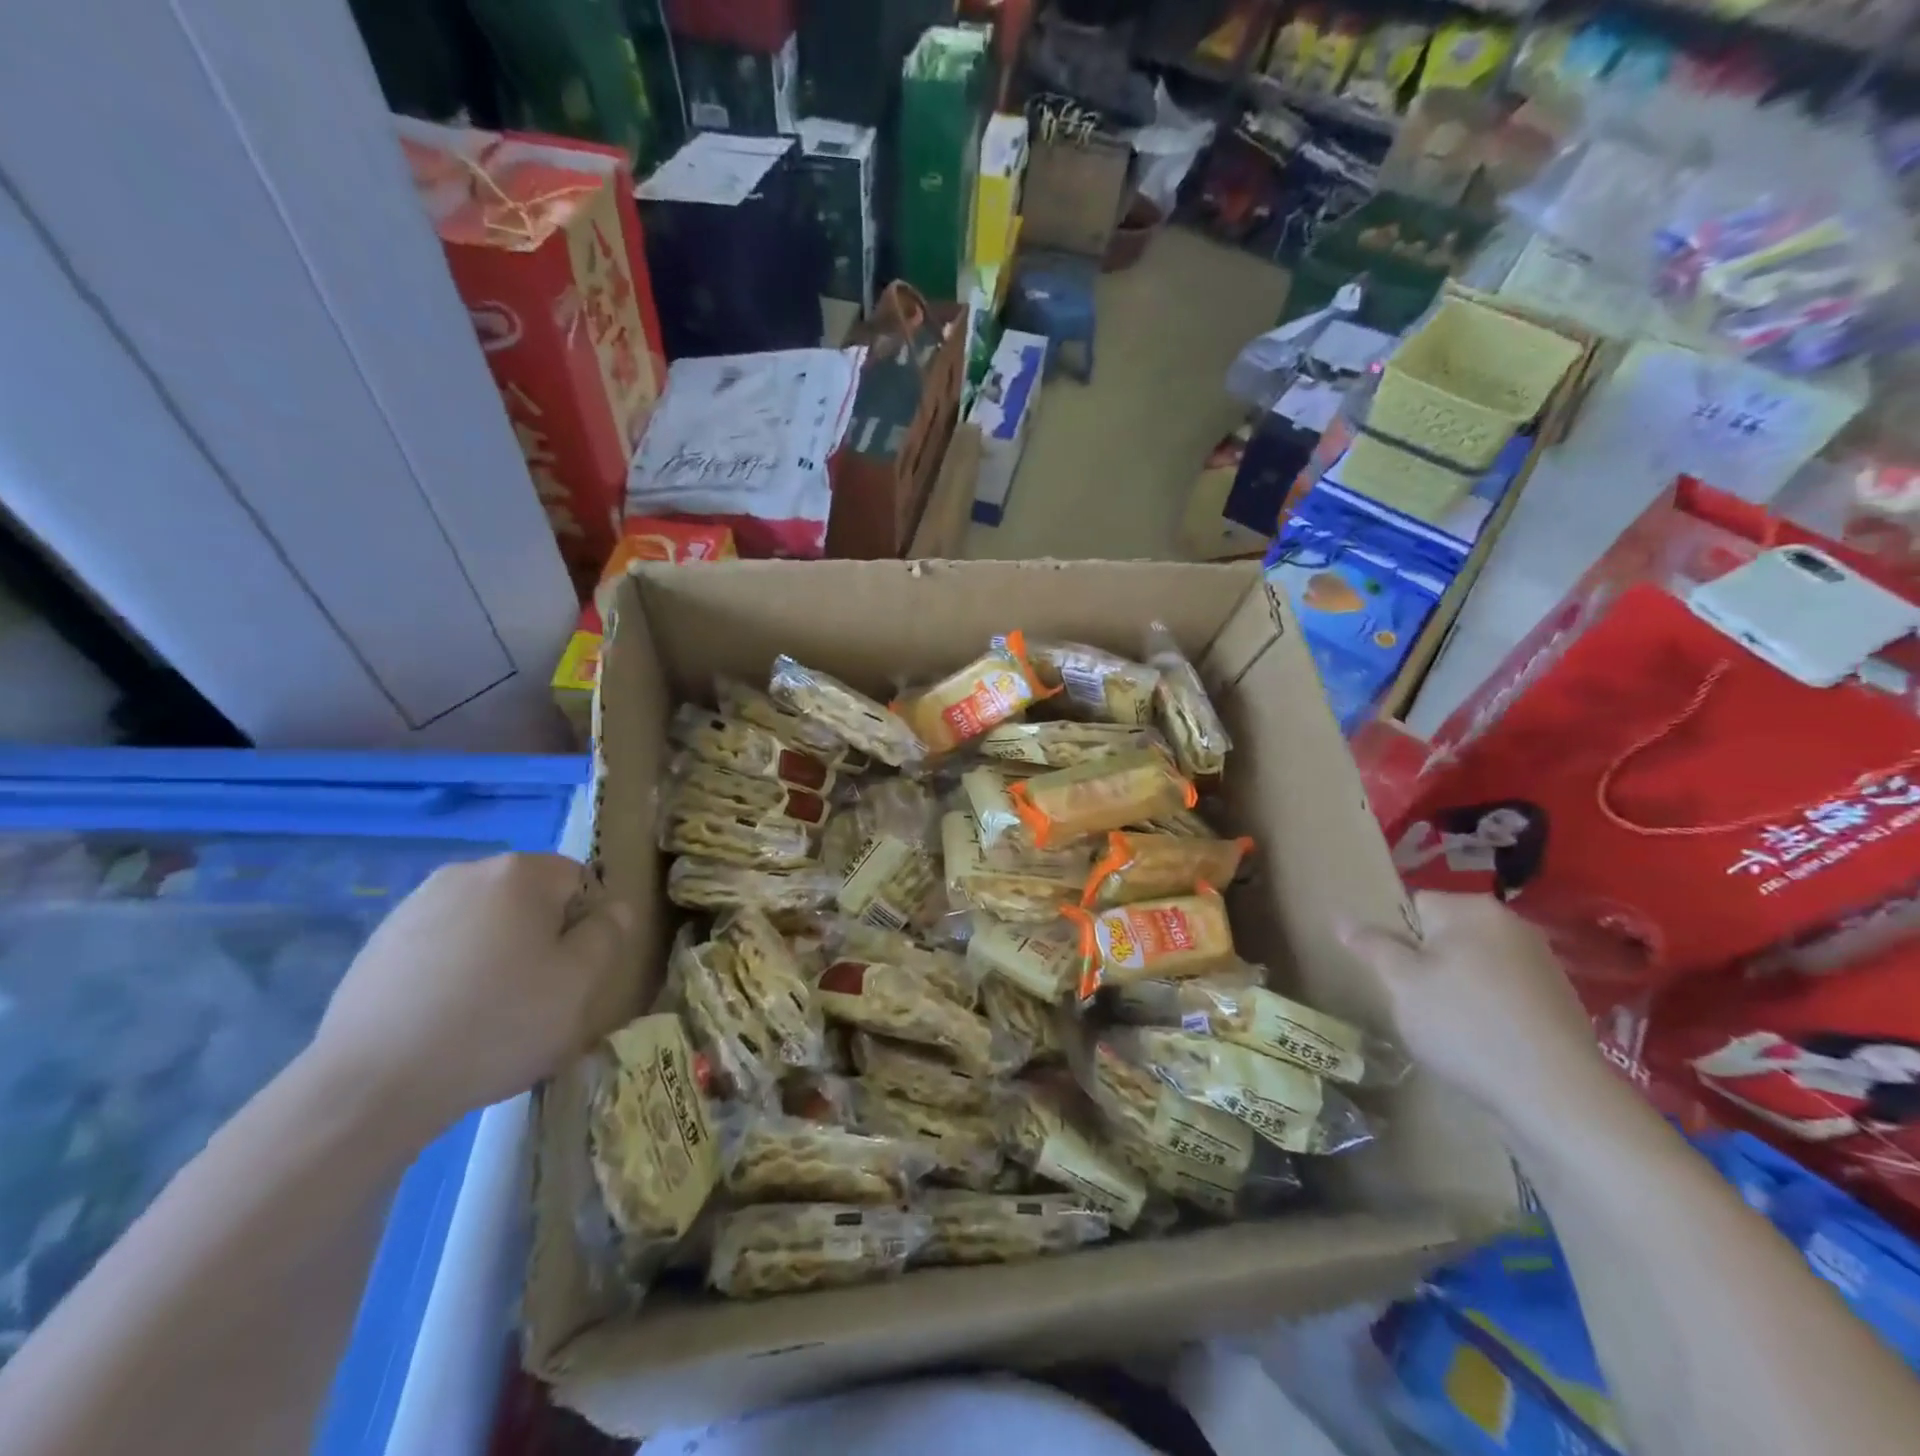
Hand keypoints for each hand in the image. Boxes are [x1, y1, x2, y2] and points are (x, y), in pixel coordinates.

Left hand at [310, 854, 635, 1142]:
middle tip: (537, 996)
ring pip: (485, 923)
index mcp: (520, 873)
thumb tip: (614, 908)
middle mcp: (466, 873)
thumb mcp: (579, 983)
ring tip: (488, 1012)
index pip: (578, 881)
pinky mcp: (378, 945)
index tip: (573, 973)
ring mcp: (414, 906)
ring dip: (498, 954)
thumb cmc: (497, 1024)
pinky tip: (446, 1019)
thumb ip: (608, 934)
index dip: (585, 926)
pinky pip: (442, 946)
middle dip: (541, 937)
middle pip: (530, 899)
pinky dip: (455, 971)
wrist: (371, 1086)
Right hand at [1340, 892, 1609, 1126]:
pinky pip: (1502, 990)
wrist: (1557, 1096)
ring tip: (1448, 1026)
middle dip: (1425, 962)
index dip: (1394, 937)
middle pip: (1445, 933)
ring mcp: (1541, 962)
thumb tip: (1342, 918)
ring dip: (1455, 985)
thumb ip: (1371, 944)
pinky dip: (1486, 1007)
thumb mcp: (1401, 983)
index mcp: (1471, 909)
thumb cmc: (1466, 1025)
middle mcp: (1510, 924)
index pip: (1413, 904)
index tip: (1392, 974)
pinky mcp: (1559, 1000)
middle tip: (1414, 1001)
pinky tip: (1482, 1040)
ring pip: (1473, 963)